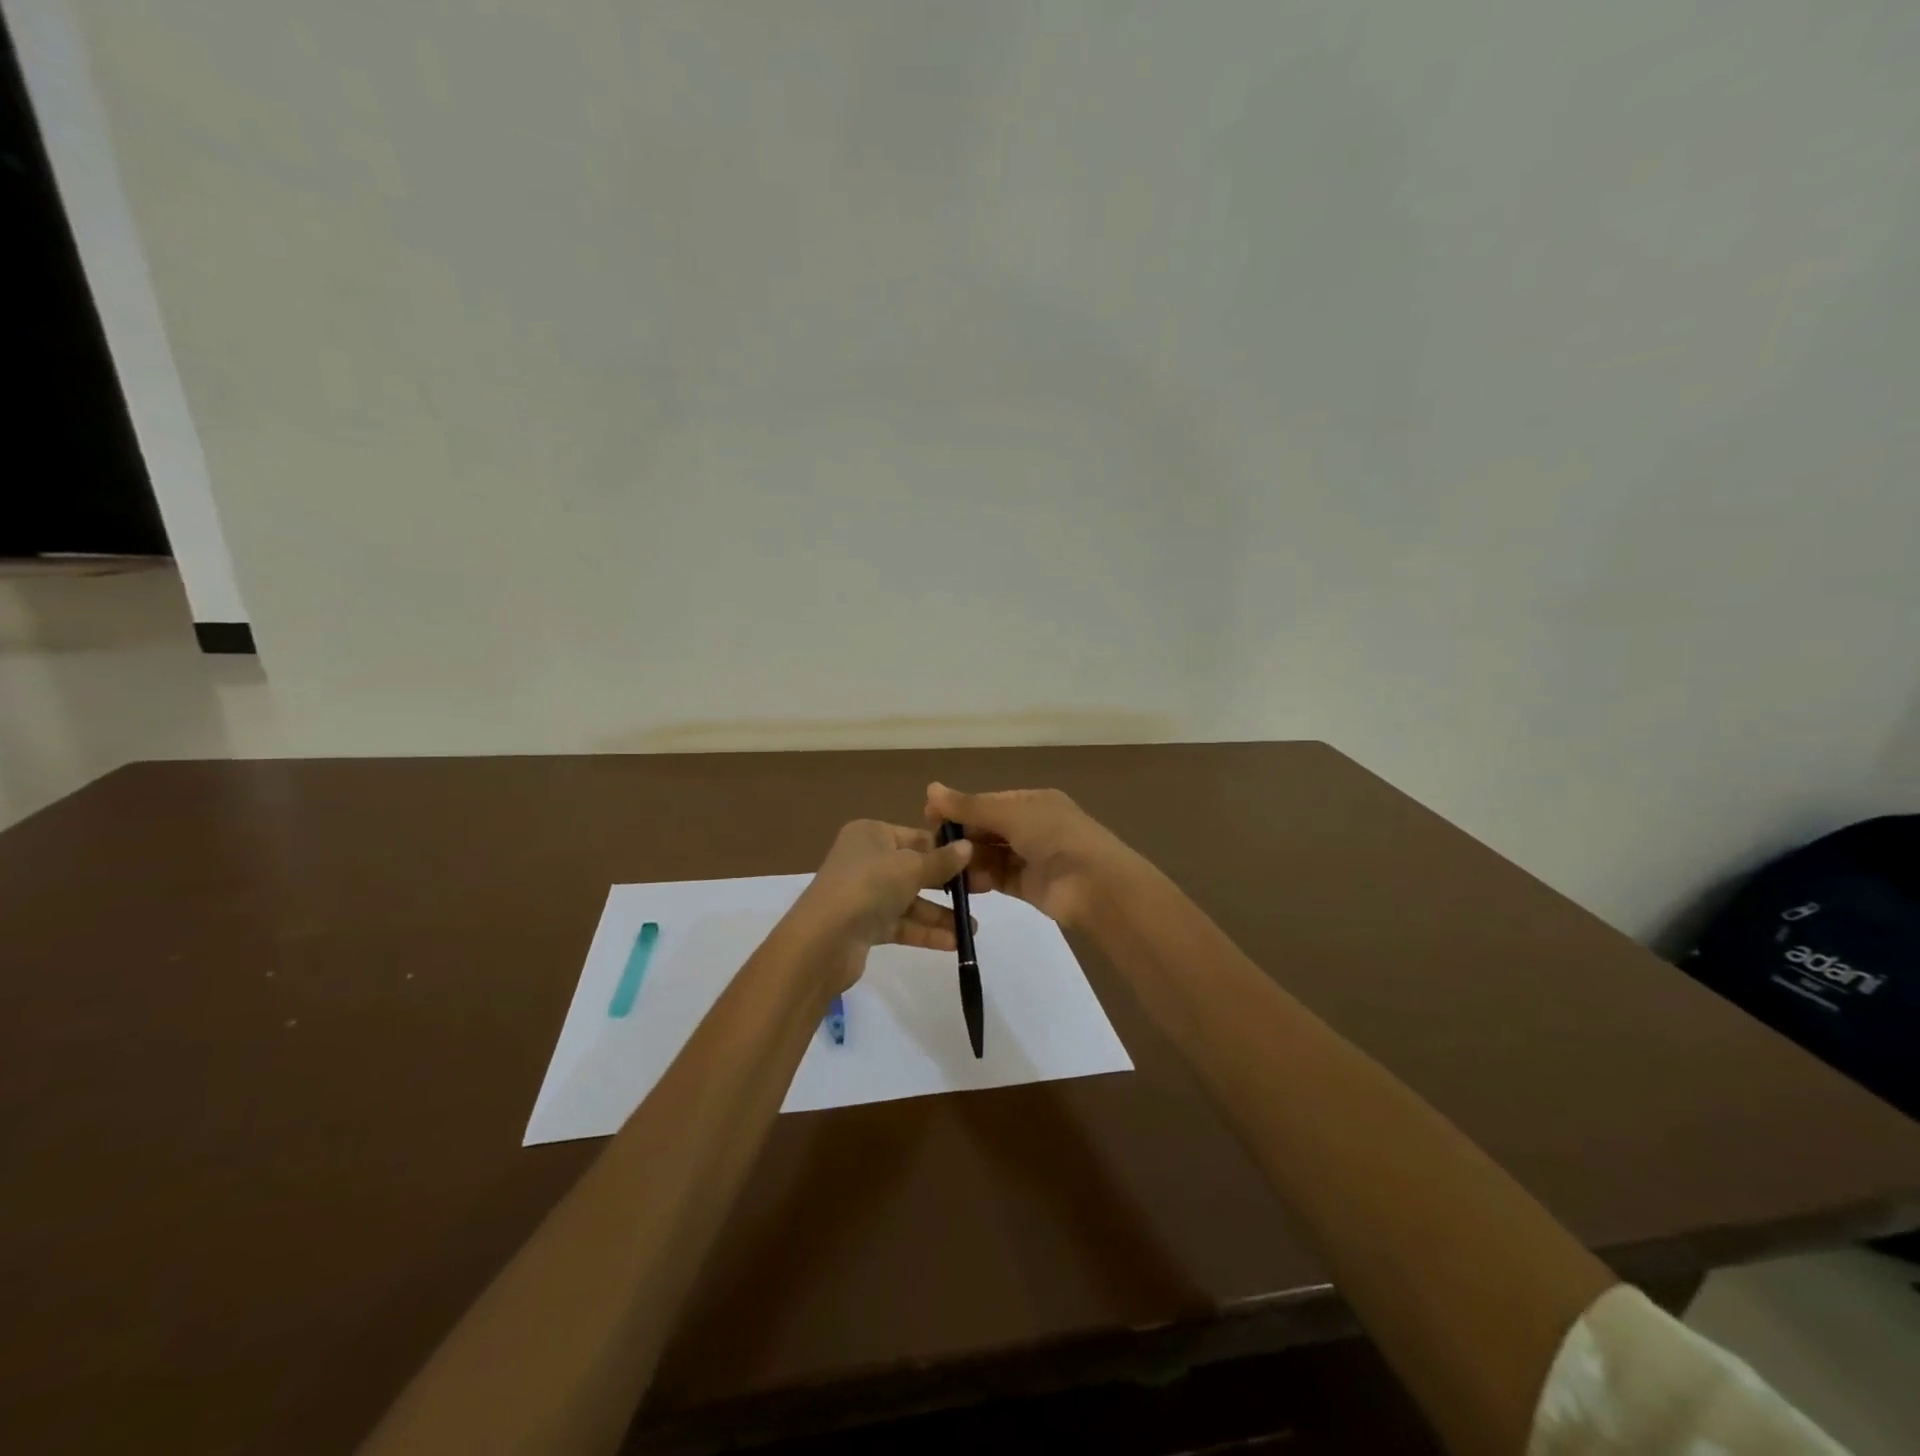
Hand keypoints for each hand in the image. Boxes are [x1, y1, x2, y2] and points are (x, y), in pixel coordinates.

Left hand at [792, 820, 973, 988]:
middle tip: (983, 894)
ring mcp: (864, 894)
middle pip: (915, 869)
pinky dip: (924, 931)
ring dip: (939, 914)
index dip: (946, 850)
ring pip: (910, 900)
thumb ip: (941, 861)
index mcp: (871, 834)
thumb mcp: (911, 867)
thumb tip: (968, 848)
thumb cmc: (868, 886)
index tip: (977, 863)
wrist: (823, 940)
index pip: (917, 837)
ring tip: (971, 929)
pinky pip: (901, 924)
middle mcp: (866, 860)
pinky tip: (954, 943)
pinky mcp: (864, 925)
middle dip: (948, 884)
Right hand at [923, 783, 1126, 928]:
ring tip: (940, 865)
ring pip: (991, 854)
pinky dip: (980, 879)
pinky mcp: (1029, 886)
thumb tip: (930, 788)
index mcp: (1033, 801)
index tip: (928, 817)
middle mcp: (1033, 826)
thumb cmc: (1054, 836)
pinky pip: (998, 877)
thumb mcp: (1010, 814)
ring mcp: (1032, 857)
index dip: (959, 808)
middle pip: (988, 828)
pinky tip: (959, 882)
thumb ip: (970, 806)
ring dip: (968, 858)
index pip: (989, 802)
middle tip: (930, 846)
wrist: (1094, 884)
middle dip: (962, 835)